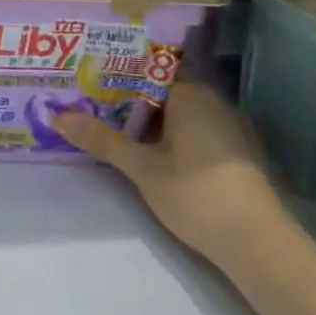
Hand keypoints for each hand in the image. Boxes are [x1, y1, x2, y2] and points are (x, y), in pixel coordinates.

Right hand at [55, 82, 287, 267]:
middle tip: (86, 100)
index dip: (116, 71)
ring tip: (106, 123)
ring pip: (176, 113)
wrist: (259, 245)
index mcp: (191, 96)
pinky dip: (166, 135)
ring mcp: (228, 129)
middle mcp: (213, 103)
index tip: (86, 75)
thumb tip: (56, 115)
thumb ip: (101, 140)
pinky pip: (191, 131)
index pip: (148, 69)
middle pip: (161, 91)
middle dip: (125, 97)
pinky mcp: (234, 155)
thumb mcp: (141, 168)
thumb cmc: (197, 194)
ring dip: (145, 119)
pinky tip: (144, 150)